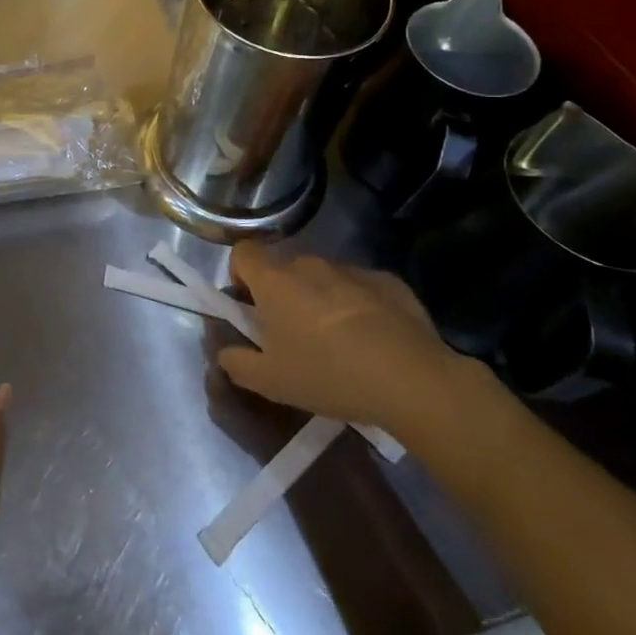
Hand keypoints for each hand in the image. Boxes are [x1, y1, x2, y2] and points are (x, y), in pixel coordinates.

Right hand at [217, 245, 475, 435]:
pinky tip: (373, 342)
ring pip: (324, 278)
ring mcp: (351, 270)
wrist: (411, 378)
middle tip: (292, 335)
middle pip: (285, 268)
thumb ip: (238, 364)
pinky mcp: (388, 281)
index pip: (243, 253)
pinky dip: (359, 306)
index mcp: (275, 281)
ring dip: (321, 300)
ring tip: (337, 343)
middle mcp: (310, 265)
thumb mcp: (271, 382)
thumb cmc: (328, 374)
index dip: (240, 273)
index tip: (249, 305)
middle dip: (283, 294)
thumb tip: (224, 354)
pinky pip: (361, 288)